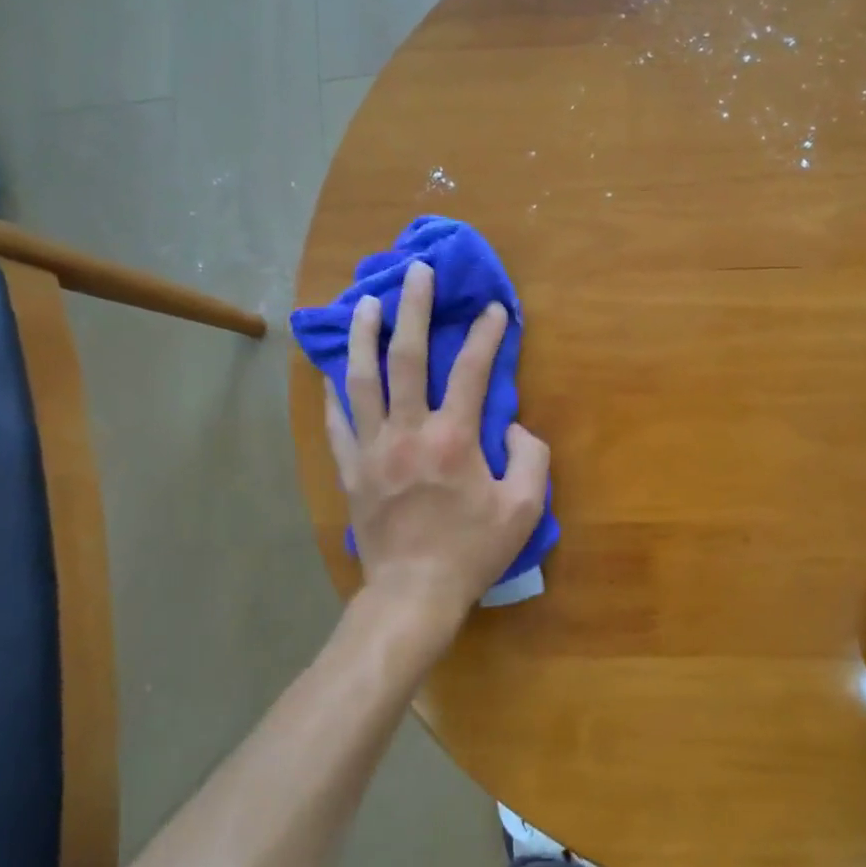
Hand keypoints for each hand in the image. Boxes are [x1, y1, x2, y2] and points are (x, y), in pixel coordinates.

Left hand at [322, 261, 549, 646]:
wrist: (413, 594)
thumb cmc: (472, 551)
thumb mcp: (524, 508)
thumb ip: (531, 458)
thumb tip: (516, 428)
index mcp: (453, 438)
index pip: (474, 371)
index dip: (487, 335)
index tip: (495, 309)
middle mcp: (409, 432)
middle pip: (408, 358)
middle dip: (415, 309)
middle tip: (416, 272)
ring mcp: (373, 449)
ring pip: (362, 380)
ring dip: (364, 336)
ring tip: (366, 303)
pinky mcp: (351, 470)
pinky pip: (338, 423)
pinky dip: (335, 394)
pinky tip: (333, 372)